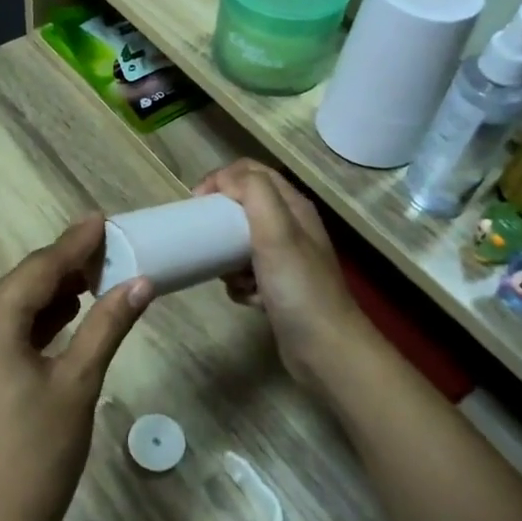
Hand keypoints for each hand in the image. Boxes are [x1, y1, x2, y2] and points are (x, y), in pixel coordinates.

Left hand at [0, 216, 149, 520]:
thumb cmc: (41, 456)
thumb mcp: (80, 384)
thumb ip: (107, 325)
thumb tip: (141, 282)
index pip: (37, 271)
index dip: (73, 245)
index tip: (101, 219)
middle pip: (18, 285)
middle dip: (61, 267)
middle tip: (105, 251)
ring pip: (6, 307)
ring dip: (46, 293)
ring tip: (91, 278)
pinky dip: (29, 321)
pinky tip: (61, 315)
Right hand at [193, 160, 367, 387]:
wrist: (324, 348)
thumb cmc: (298, 286)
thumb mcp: (276, 231)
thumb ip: (254, 193)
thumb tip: (224, 179)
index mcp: (293, 207)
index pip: (252, 172)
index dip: (222, 179)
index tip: (197, 202)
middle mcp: (291, 228)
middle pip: (244, 207)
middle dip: (221, 220)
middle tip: (205, 238)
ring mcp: (285, 260)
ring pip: (240, 243)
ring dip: (227, 258)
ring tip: (230, 274)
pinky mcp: (277, 288)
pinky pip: (245, 275)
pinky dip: (239, 285)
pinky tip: (248, 298)